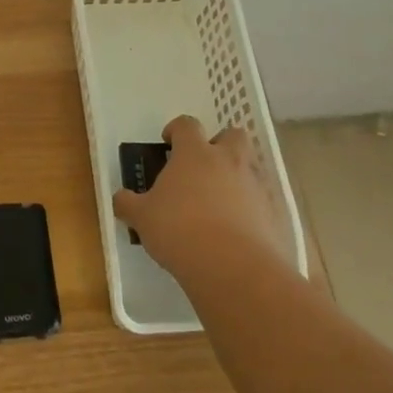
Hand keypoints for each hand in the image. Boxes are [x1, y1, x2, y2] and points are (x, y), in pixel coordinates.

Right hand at [114, 115, 289, 285]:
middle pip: (232, 135)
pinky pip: (261, 200)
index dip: (176, 130)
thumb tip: (120, 199)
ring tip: (218, 202)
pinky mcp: (272, 213)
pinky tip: (235, 229)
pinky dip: (250, 208)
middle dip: (220, 144)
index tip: (168, 143)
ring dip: (236, 176)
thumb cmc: (179, 231)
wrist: (233, 268)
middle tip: (203, 165)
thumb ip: (129, 204)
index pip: (187, 125)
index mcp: (195, 154)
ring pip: (250, 167)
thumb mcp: (142, 218)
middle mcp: (228, 161)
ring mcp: (254, 186)